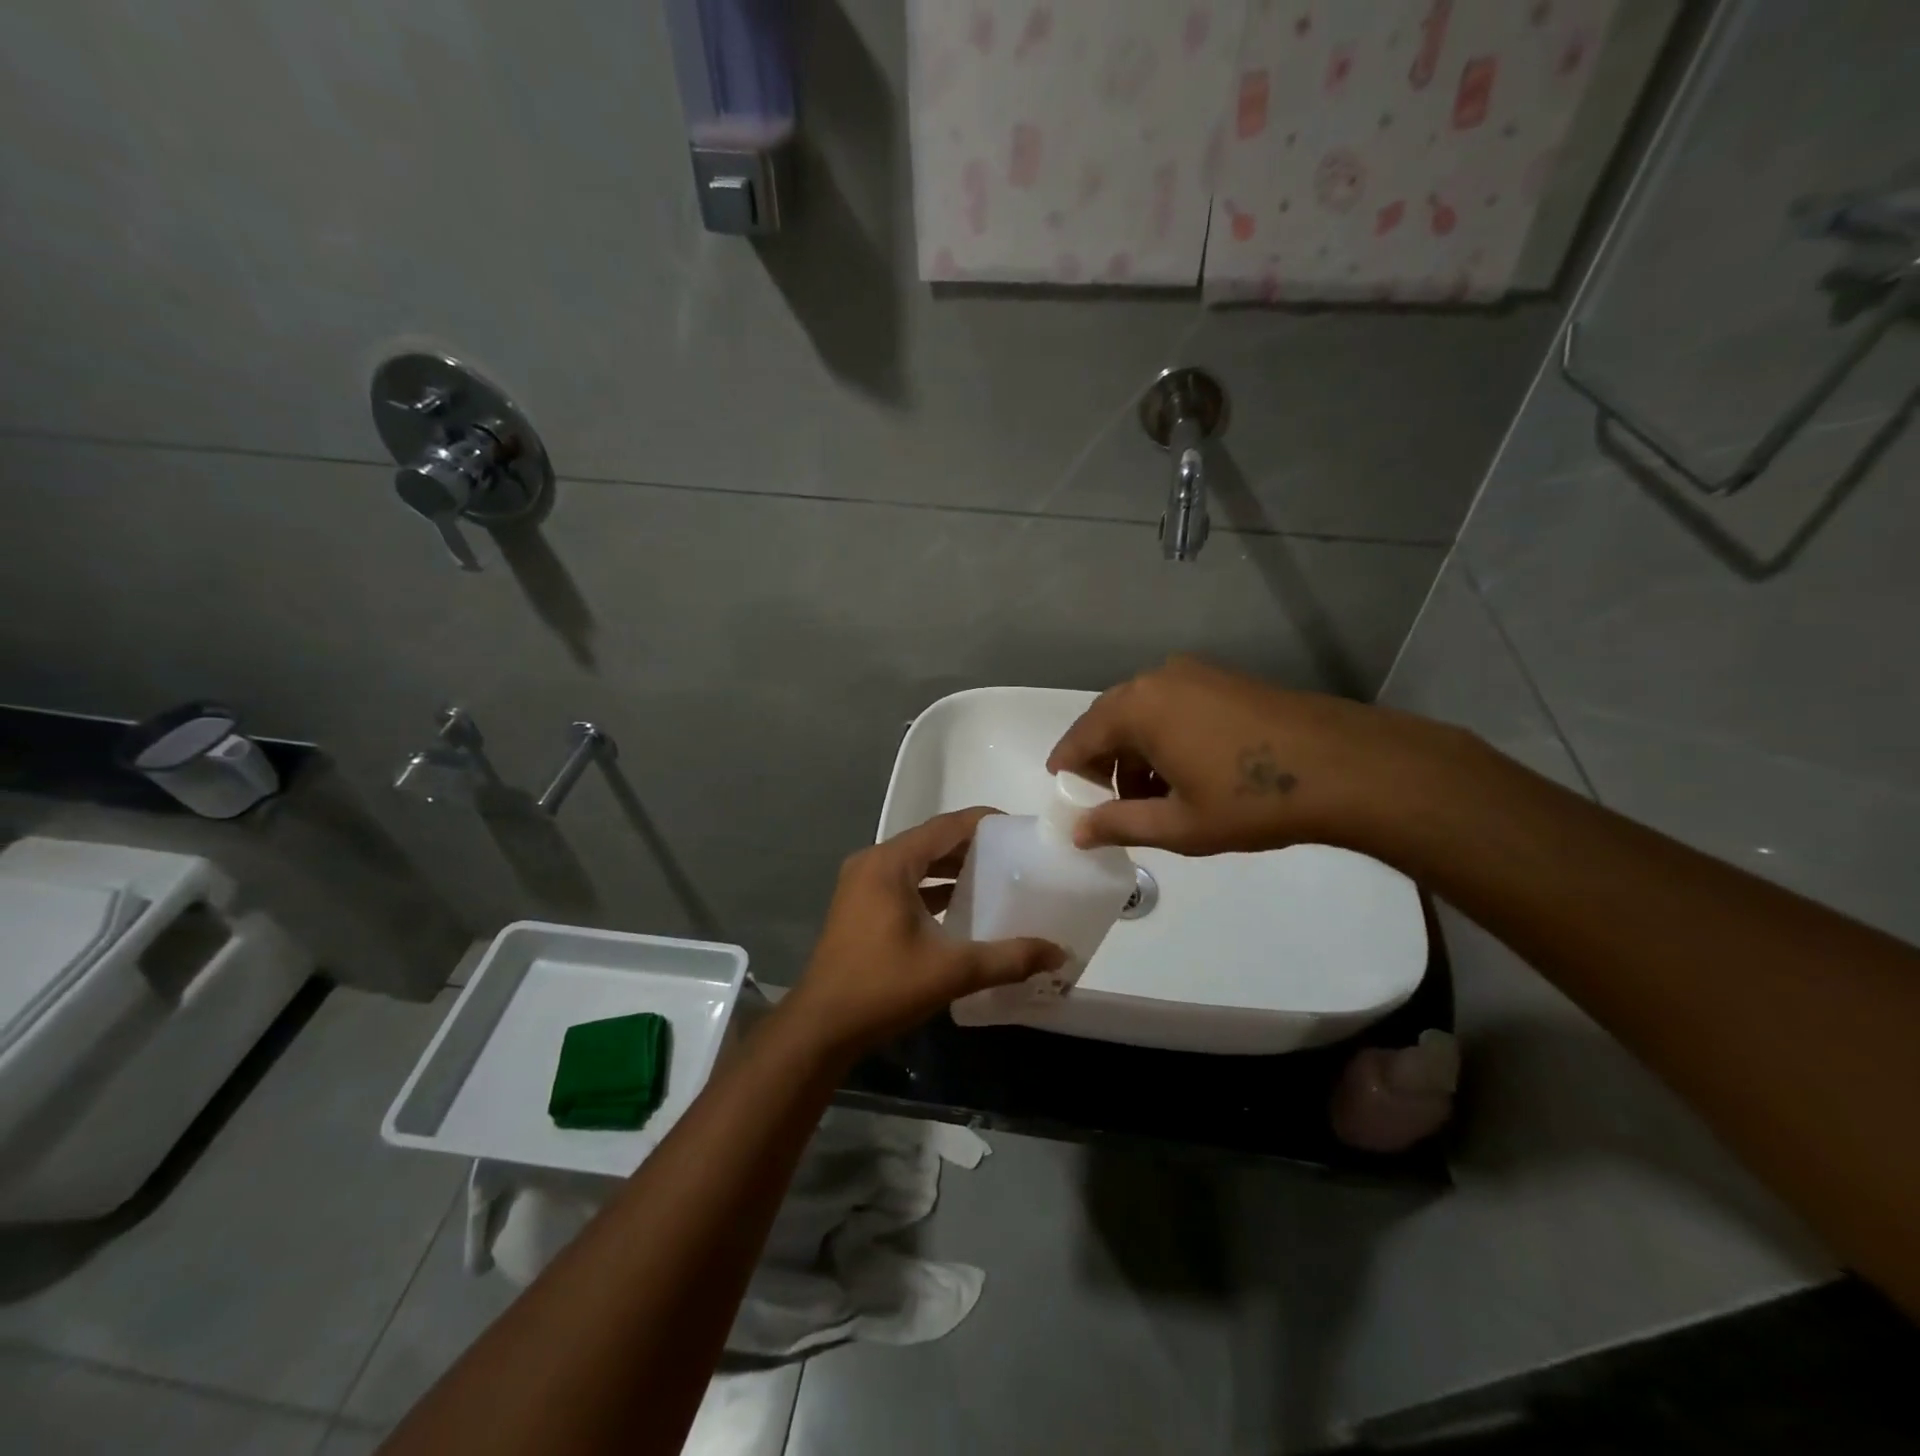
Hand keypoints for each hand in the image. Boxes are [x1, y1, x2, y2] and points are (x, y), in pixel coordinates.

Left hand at [781, 808, 1065, 1057]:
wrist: (821, 1027)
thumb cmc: (883, 987)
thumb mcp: (952, 971)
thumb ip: (1008, 958)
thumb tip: (1059, 953)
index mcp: (890, 864)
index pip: (944, 826)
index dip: (982, 821)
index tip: (1017, 826)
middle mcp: (872, 863)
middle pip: (929, 841)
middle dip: (969, 845)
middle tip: (1012, 853)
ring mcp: (861, 884)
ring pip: (915, 862)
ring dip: (949, 866)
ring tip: (992, 875)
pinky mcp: (858, 906)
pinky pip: (902, 881)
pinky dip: (930, 886)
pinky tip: (957, 904)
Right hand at [1046, 656, 1445, 855]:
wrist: (1346, 767)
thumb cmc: (1251, 801)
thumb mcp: (1178, 824)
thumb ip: (1118, 824)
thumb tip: (1076, 832)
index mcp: (1138, 708)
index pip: (1081, 737)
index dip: (1068, 768)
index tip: (1064, 795)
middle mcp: (1158, 679)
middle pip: (1110, 720)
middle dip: (1103, 762)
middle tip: (1107, 802)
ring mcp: (1195, 674)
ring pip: (1143, 713)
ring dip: (1135, 751)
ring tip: (1151, 795)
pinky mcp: (1224, 679)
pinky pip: (1172, 705)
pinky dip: (1163, 736)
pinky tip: (1185, 771)